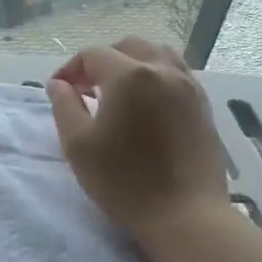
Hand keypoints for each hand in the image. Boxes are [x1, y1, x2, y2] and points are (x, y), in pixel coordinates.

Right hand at [47, 38, 230, 234]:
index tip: (59, 92)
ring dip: (132, 63)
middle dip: (102, 61)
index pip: (92, 55)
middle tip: (86, 89)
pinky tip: (146, 105)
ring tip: (119, 92)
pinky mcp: (203, 105)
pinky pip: (177, 73)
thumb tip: (58, 84)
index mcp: (129, 76)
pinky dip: (156, 76)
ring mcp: (188, 86)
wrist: (185, 215)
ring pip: (157, 54)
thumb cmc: (124, 181)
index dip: (70, 69)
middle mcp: (162, 70)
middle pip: (127, 46)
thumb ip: (64, 106)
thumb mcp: (78, 145)